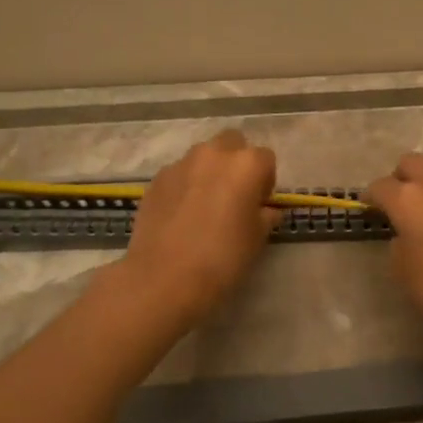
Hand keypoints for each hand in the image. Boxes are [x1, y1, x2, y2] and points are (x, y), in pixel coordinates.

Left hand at [120, 130, 279, 324]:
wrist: (163, 278)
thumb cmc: (222, 258)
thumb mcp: (257, 239)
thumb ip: (265, 216)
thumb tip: (265, 210)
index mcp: (247, 165)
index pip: (266, 159)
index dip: (265, 181)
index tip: (259, 204)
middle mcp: (214, 154)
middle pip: (233, 143)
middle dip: (236, 163)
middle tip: (234, 196)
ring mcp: (181, 164)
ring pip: (203, 157)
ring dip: (209, 171)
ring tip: (204, 205)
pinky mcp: (156, 179)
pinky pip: (179, 174)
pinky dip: (185, 185)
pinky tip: (181, 215)